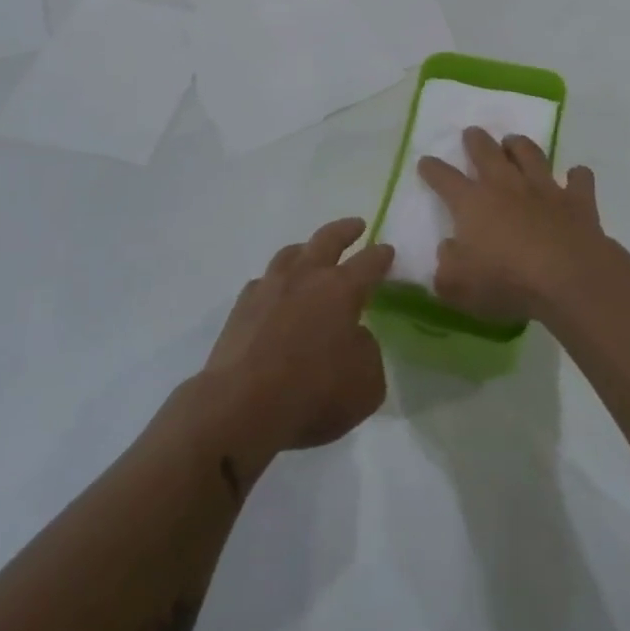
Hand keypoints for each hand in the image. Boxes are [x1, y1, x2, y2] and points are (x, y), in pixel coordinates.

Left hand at [198, 218, 393, 466]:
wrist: (242, 405)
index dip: (381, 256)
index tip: (387, 250)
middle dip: (345, 230)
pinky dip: (275, 281)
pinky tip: (276, 292)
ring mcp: (269, 288)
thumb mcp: (366, 383)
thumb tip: (355, 336)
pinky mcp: (242, 306)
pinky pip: (263, 282)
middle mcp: (305, 277)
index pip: (368, 263)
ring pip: (290, 253)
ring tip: (310, 250)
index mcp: (341, 290)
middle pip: (327, 240)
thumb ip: (367, 352)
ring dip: (306, 248)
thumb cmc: (313, 393)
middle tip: (356, 225)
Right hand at [417, 129, 614, 323]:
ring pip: (530, 154)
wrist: (569, 279)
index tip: (425, 161)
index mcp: (472, 203)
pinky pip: (578, 179)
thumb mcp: (458, 285)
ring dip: (520, 145)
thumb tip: (448, 249)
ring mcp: (544, 189)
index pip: (444, 178)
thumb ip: (446, 267)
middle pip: (487, 152)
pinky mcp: (578, 201)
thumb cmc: (507, 282)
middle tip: (472, 133)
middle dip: (476, 140)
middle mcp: (506, 186)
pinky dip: (576, 176)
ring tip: (513, 142)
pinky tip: (575, 175)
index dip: (432, 168)